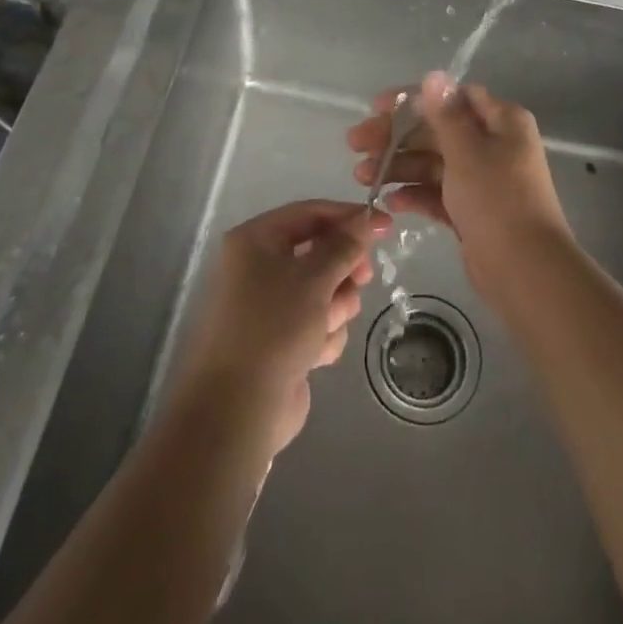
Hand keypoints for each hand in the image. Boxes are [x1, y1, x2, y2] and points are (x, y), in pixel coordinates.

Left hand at [173, 200, 381, 458]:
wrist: (236, 410)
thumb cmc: (273, 328)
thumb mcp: (314, 278)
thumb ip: (345, 245)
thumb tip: (368, 217)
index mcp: (255, 241)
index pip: (309, 213)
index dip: (349, 217)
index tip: (385, 226)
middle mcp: (258, 267)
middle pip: (319, 252)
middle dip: (342, 270)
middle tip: (363, 279)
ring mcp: (269, 306)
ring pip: (324, 290)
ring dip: (334, 307)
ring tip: (325, 327)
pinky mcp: (280, 340)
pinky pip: (317, 323)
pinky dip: (323, 336)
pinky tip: (315, 355)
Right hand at [346, 71, 569, 290]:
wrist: (526, 271)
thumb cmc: (497, 200)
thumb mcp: (467, 151)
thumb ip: (445, 114)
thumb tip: (434, 75)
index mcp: (502, 121)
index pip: (452, 98)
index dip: (413, 100)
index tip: (377, 108)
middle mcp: (494, 145)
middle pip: (437, 131)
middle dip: (396, 137)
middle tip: (355, 144)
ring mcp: (482, 180)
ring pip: (433, 163)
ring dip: (399, 166)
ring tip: (363, 178)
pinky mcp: (472, 211)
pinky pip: (438, 194)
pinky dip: (415, 194)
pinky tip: (388, 202)